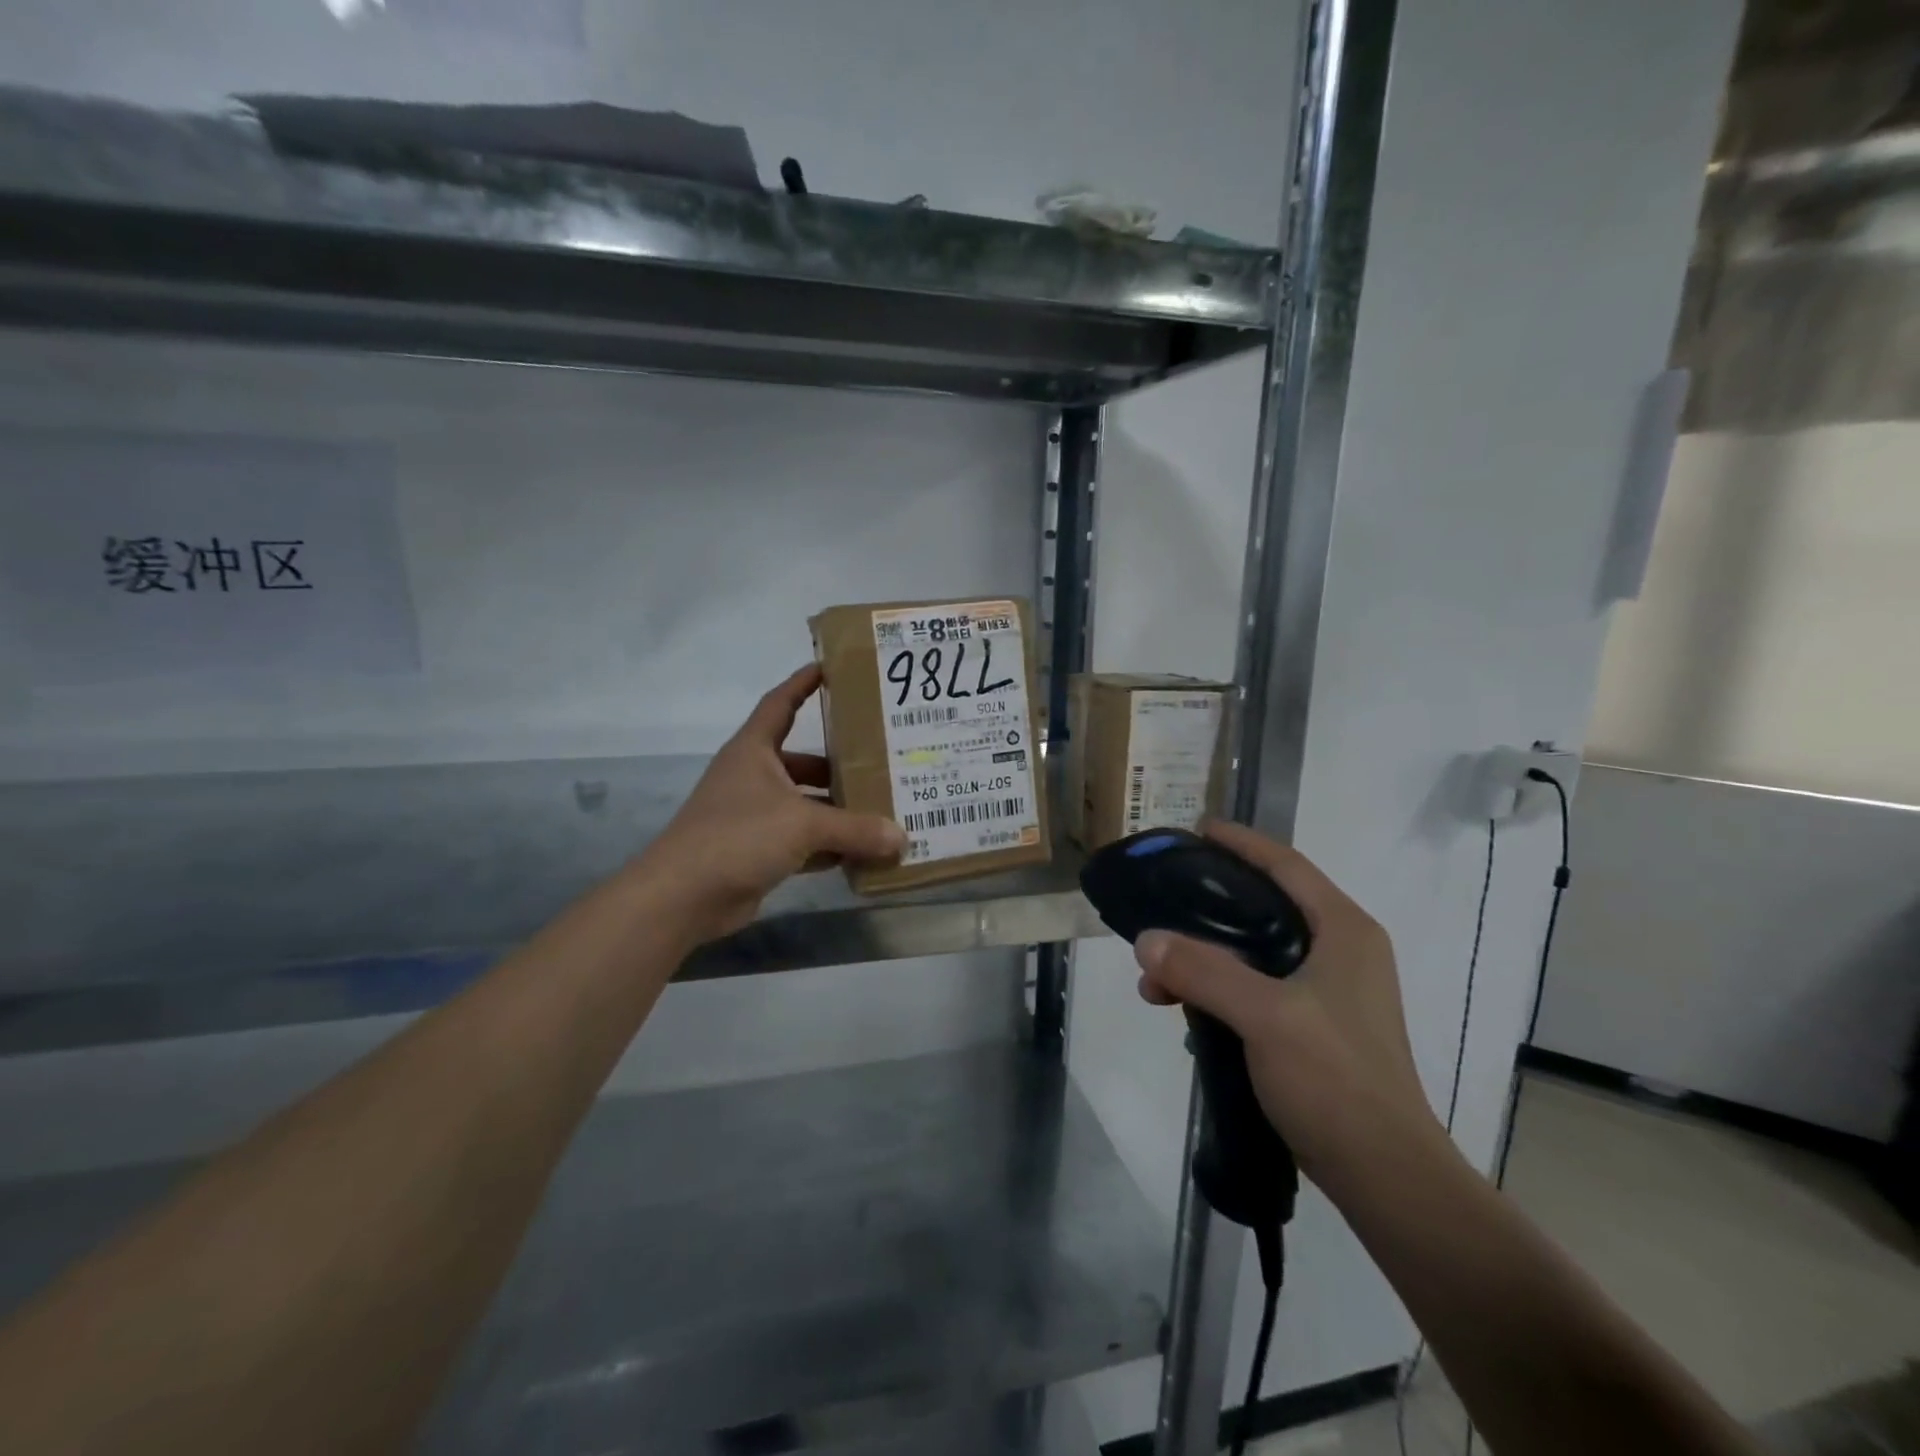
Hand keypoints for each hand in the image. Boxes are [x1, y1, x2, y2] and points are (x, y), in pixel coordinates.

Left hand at [640, 665, 906, 940]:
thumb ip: (856, 829)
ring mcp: (755, 815)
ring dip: (840, 809)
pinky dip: (830, 845)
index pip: (781, 703)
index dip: (804, 683)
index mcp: (754, 750)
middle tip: (885, 761)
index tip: (834, 668)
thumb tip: (902, 838)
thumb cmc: (738, 837)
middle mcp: (754, 777)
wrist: (683, 897)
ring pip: (807, 804)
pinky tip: (864, 851)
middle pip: (804, 761)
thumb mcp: (803, 824)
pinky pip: (804, 841)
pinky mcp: (759, 851)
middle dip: (841, 763)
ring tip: (885, 807)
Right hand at [1133, 821, 1439, 1180]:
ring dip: (1205, 957)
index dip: (1241, 843)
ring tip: (1157, 978)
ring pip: (1256, 951)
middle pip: (1265, 906)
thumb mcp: (1265, 1016)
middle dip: (1208, 906)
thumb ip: (1204, 971)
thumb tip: (1146, 940)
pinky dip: (1218, 988)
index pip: (1286, 864)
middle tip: (1162, 904)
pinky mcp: (1316, 1026)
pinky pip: (1257, 986)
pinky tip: (1183, 1007)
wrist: (1386, 1176)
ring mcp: (1331, 991)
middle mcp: (1341, 951)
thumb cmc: (1336, 1080)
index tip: (1196, 831)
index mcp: (1343, 931)